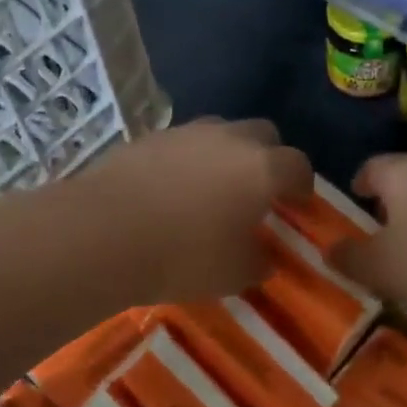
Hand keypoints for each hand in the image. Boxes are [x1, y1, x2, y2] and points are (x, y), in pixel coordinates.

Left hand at [82, 119, 312, 302]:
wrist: (105, 233)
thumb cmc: (183, 257)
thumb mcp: (233, 274)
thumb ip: (257, 262)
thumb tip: (263, 257)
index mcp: (261, 169)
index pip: (297, 166)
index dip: (302, 184)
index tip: (297, 203)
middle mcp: (228, 140)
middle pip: (263, 134)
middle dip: (268, 157)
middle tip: (258, 189)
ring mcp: (185, 133)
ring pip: (220, 131)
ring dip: (226, 153)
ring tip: (213, 186)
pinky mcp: (148, 137)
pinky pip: (181, 143)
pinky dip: (186, 159)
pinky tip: (171, 188)